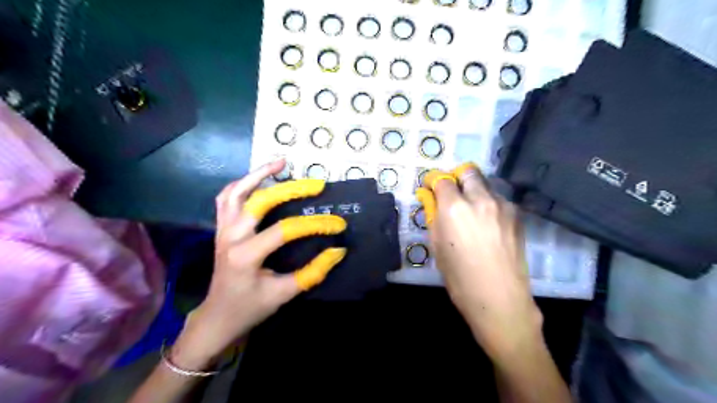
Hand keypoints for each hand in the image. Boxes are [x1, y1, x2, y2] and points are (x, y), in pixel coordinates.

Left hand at [169, 159, 345, 367]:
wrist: (218, 316)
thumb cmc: (250, 307)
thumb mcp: (284, 294)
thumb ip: (312, 272)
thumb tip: (338, 251)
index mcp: (246, 255)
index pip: (285, 230)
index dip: (315, 225)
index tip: (337, 225)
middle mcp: (231, 236)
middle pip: (260, 200)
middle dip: (291, 189)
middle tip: (316, 184)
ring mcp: (222, 229)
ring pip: (236, 191)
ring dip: (258, 174)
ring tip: (281, 163)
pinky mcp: (221, 228)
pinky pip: (226, 198)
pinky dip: (242, 184)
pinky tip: (258, 179)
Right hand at [418, 162, 539, 362]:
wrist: (500, 299)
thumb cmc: (459, 277)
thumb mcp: (437, 246)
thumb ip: (433, 215)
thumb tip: (430, 197)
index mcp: (455, 208)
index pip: (442, 179)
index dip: (433, 181)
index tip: (430, 187)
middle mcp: (480, 199)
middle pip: (468, 171)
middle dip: (457, 177)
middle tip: (452, 193)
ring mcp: (503, 205)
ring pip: (486, 185)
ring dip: (475, 191)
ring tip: (472, 212)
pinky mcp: (517, 215)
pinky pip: (499, 200)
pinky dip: (489, 204)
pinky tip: (488, 224)